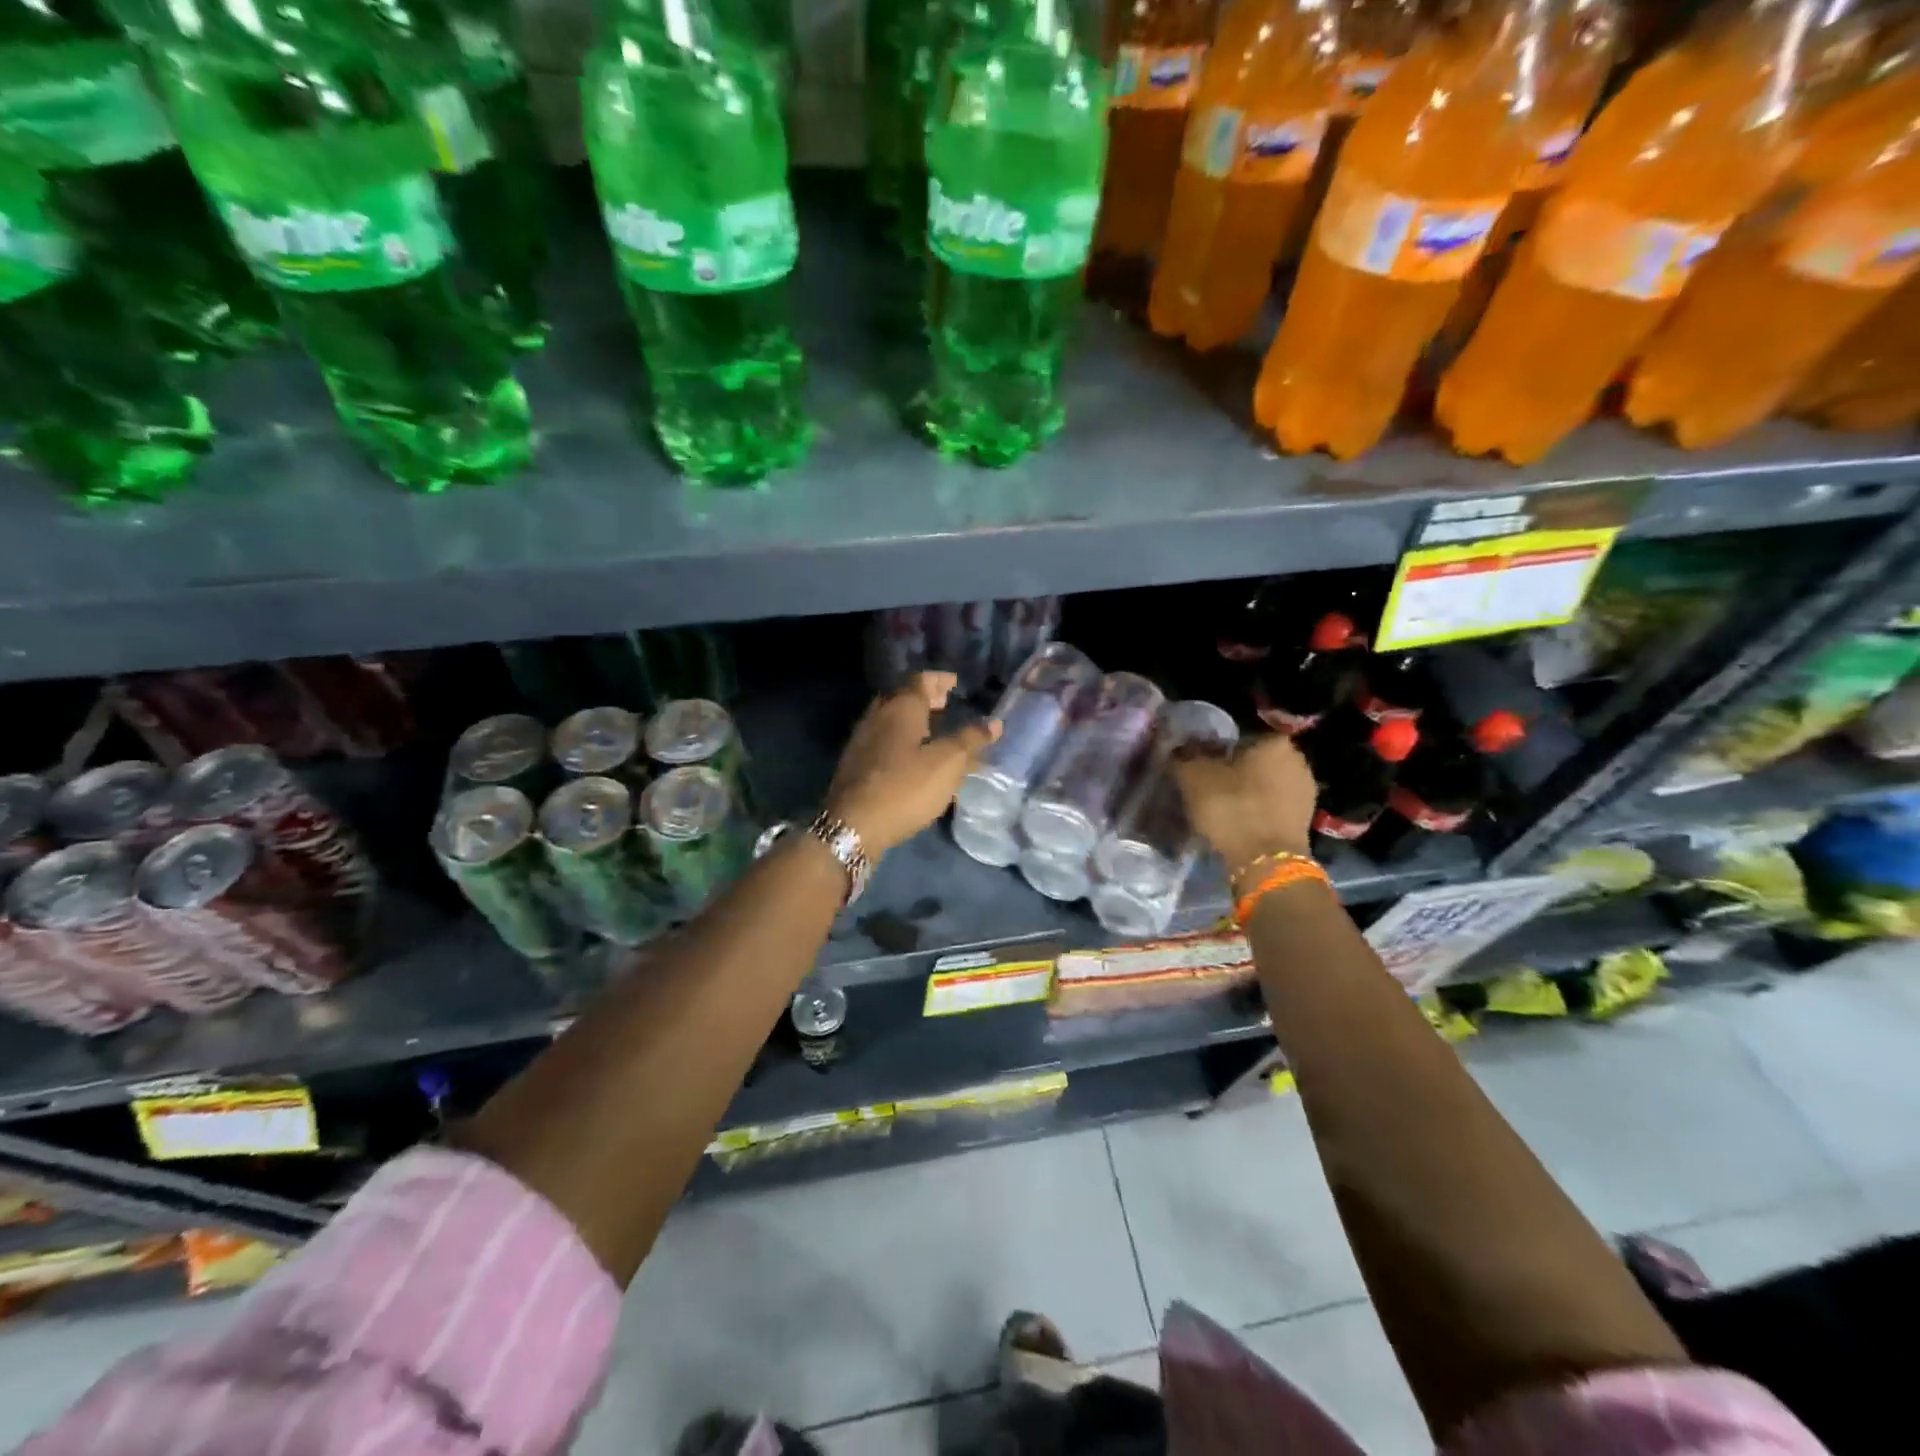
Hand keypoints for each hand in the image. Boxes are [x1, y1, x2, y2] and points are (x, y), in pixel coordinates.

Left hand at [826, 672, 999, 854]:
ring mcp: (861, 740)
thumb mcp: (947, 763)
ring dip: (912, 721)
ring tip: (933, 731)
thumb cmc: (906, 787)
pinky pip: (882, 741)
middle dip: (925, 698)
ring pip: (889, 720)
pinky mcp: (855, 764)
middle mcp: (877, 716)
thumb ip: (970, 740)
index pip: (921, 680)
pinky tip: (912, 759)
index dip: (939, 680)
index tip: (955, 683)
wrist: (854, 825)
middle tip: (945, 704)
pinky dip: (900, 740)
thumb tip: (995, 723)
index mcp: (900, 708)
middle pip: (902, 698)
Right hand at [1172, 732, 1317, 873]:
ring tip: (1223, 807)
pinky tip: (1241, 822)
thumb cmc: (1232, 808)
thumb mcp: (1194, 777)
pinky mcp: (1306, 819)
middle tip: (1210, 785)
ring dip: (1248, 791)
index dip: (1217, 750)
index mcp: (1274, 741)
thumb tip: (1180, 750)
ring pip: (1266, 783)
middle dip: (1236, 770)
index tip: (1202, 766)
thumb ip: (1185, 757)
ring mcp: (1306, 790)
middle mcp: (1298, 759)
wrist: (1266, 861)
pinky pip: (1275, 805)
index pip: (1240, 736)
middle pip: (1256, 760)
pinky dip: (1259, 810)